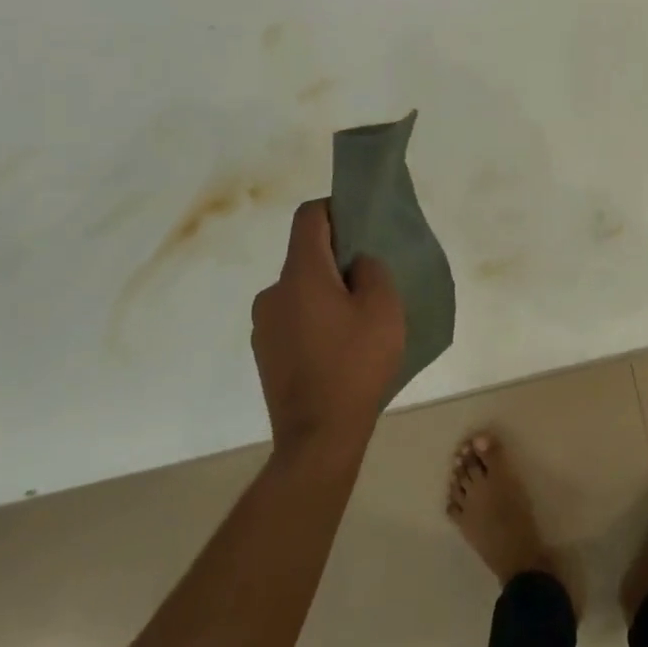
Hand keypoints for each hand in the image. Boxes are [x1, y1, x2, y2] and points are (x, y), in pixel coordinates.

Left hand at [250, 200, 406, 459]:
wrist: (318, 436)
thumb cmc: (356, 364)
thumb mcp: (384, 308)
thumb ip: (373, 270)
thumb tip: (356, 263)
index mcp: (301, 274)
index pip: (309, 217)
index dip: (336, 209)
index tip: (361, 226)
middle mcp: (273, 292)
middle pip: (305, 255)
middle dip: (337, 259)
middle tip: (370, 283)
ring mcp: (263, 325)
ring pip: (300, 290)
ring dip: (325, 293)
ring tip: (356, 323)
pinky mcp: (264, 352)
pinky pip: (293, 318)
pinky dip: (314, 320)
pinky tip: (337, 349)